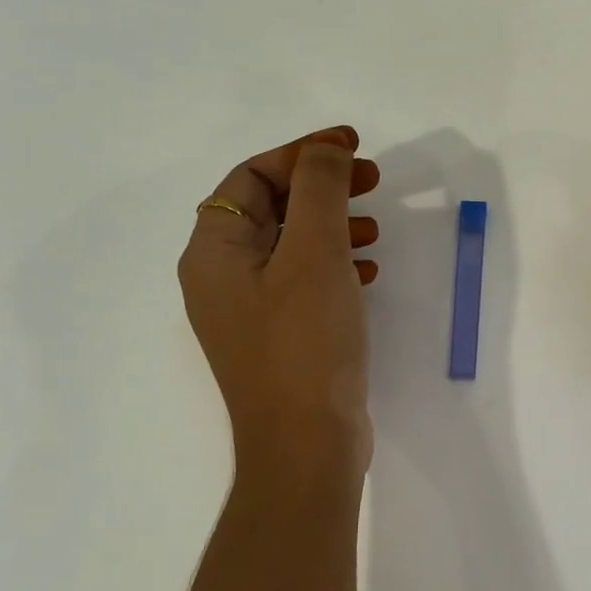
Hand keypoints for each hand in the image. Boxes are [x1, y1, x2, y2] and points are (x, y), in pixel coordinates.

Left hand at [178, 126, 381, 470]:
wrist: (307, 444)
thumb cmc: (306, 342)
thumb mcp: (314, 253)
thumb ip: (319, 189)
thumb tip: (325, 149)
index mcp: (214, 252)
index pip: (251, 177)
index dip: (301, 153)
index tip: (352, 145)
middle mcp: (221, 278)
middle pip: (269, 208)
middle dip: (321, 187)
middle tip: (372, 180)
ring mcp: (249, 311)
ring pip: (290, 245)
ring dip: (333, 224)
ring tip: (376, 226)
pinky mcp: (279, 337)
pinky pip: (303, 281)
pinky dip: (335, 264)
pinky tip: (368, 271)